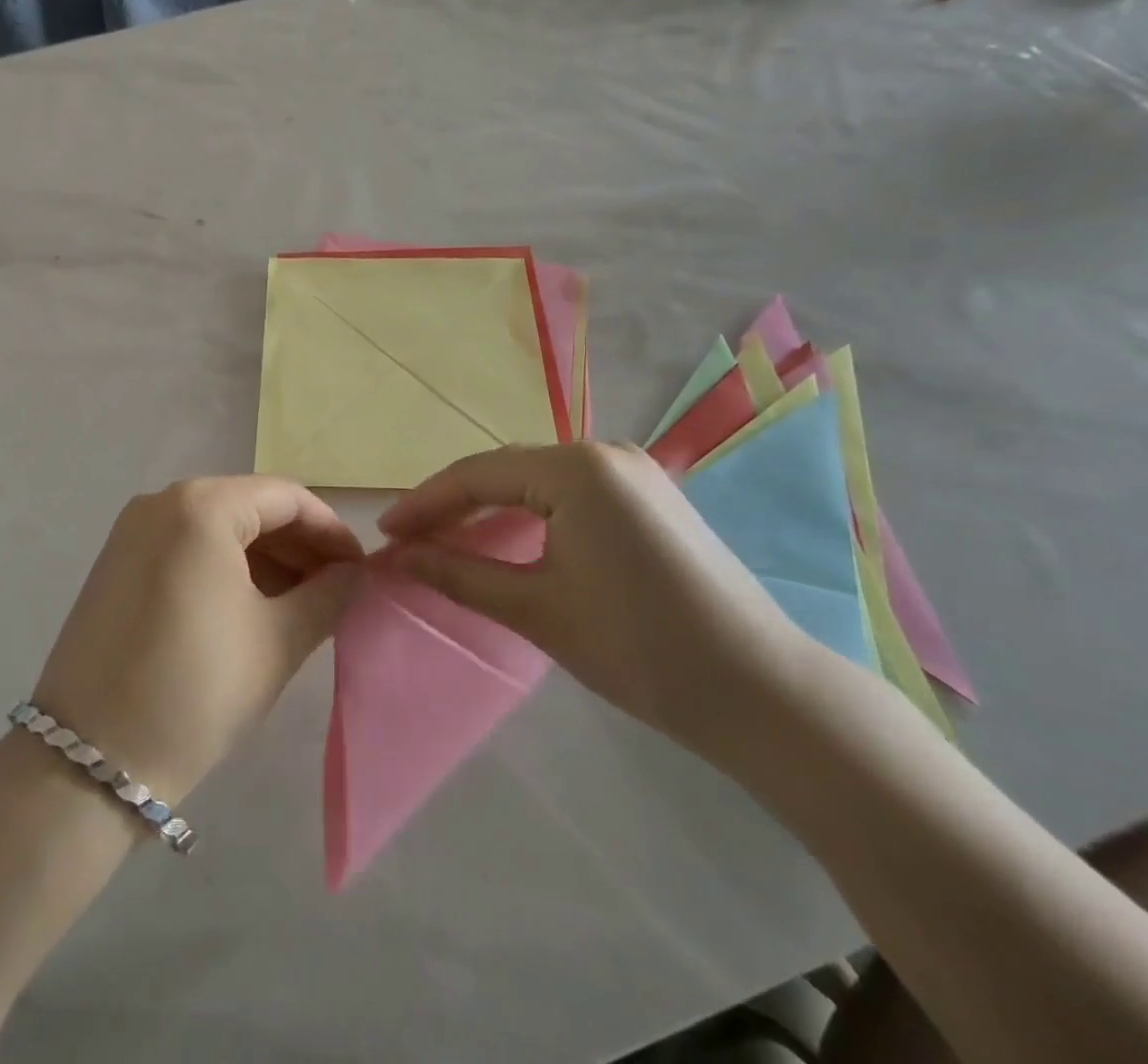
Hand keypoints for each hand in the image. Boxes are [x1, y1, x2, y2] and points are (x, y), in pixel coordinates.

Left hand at [33, 477, 362, 807]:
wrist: (89, 761)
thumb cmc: (196, 689)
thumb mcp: (277, 641)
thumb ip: (328, 596)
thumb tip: (354, 574)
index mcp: (201, 505)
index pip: (287, 498)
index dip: (331, 532)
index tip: (361, 571)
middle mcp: (161, 501)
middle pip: (250, 508)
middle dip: (299, 547)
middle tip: (338, 591)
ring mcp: (133, 531)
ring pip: (218, 528)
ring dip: (266, 559)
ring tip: (303, 605)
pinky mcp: (117, 563)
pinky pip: (187, 547)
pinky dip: (226, 568)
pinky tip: (254, 606)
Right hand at [378, 443, 823, 758]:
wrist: (764, 694)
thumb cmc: (640, 648)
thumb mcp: (536, 609)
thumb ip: (458, 573)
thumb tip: (397, 557)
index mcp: (577, 468)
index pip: (477, 474)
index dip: (424, 503)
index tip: (384, 534)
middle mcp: (605, 453)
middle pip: (506, 470)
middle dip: (453, 504)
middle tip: (409, 540)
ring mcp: (634, 473)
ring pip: (536, 480)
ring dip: (489, 508)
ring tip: (446, 540)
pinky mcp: (650, 499)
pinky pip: (569, 493)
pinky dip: (528, 514)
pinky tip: (507, 539)